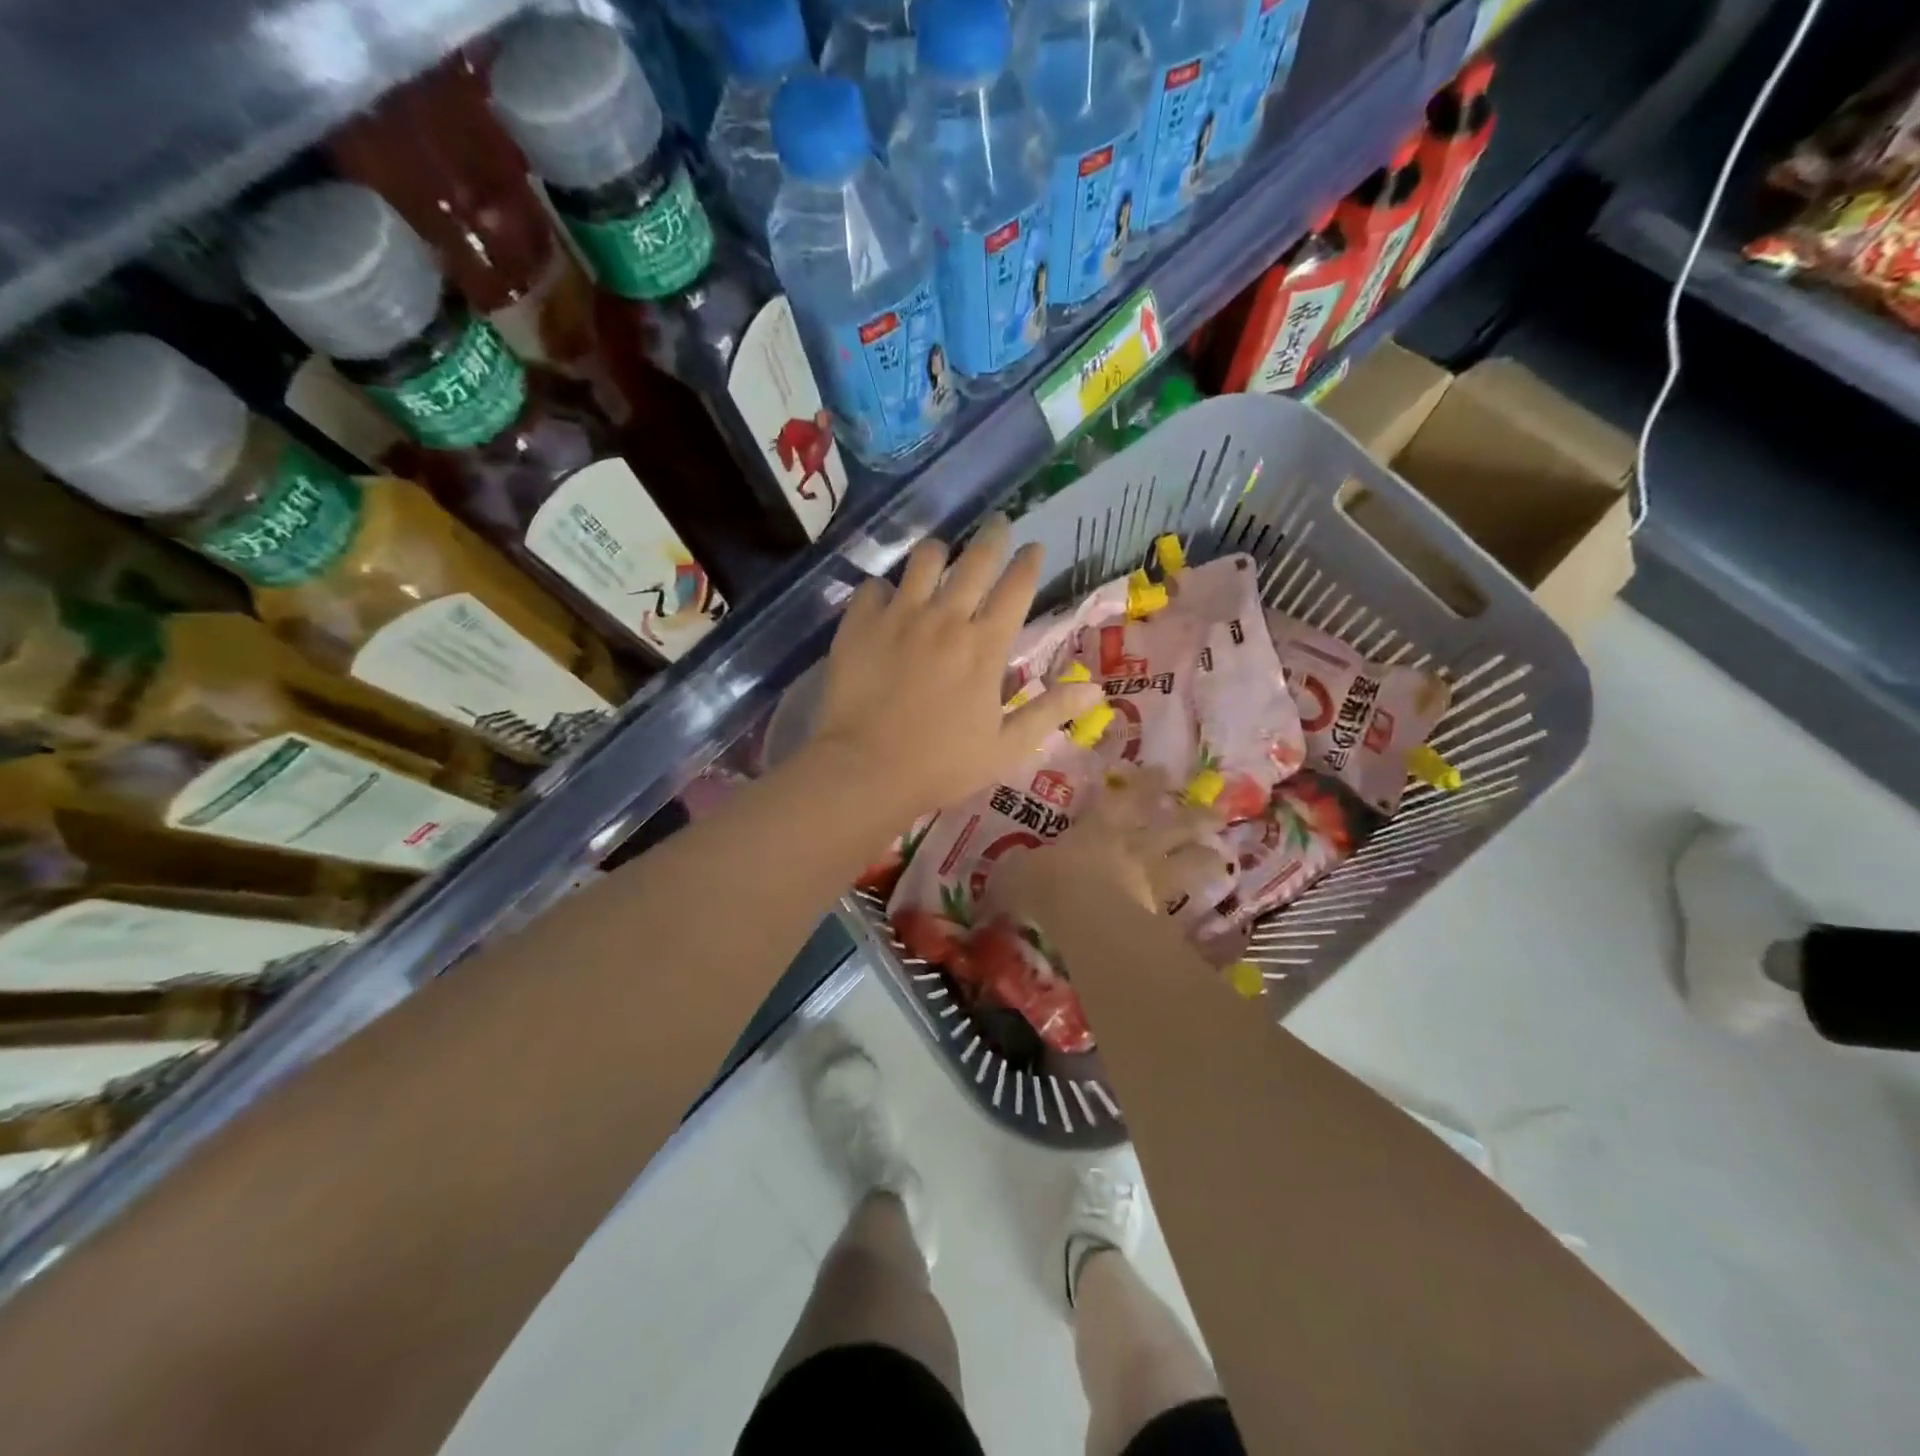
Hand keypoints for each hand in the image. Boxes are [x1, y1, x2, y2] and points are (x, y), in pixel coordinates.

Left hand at [805, 516, 1103, 821]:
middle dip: (993, 536)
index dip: (1029, 561)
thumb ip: (1048, 711)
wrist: (866, 771)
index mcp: (986, 646)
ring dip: (939, 553)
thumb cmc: (941, 765)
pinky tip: (887, 602)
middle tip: (998, 524)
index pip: (1017, 587)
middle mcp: (946, 618)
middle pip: (976, 559)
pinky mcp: (860, 623)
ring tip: (941, 556)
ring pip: (925, 558)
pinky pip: (875, 586)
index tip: (1034, 547)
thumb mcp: (1006, 747)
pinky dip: (886, 589)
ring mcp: (900, 616)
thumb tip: (1096, 689)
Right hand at [989, 766, 1229, 920]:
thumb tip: (996, 879)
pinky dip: (1197, 907)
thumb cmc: (1048, 883)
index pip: (1121, 799)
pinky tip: (1210, 908)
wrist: (1083, 918)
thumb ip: (1011, 874)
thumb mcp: (1015, 873)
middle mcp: (1130, 848)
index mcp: (1097, 828)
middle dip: (1190, 816)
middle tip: (1214, 809)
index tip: (1159, 770)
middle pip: (1168, 826)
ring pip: (1186, 863)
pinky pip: (1184, 909)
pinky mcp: (1161, 916)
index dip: (1140, 784)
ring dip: (1204, 858)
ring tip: (1220, 855)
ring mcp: (1150, 881)